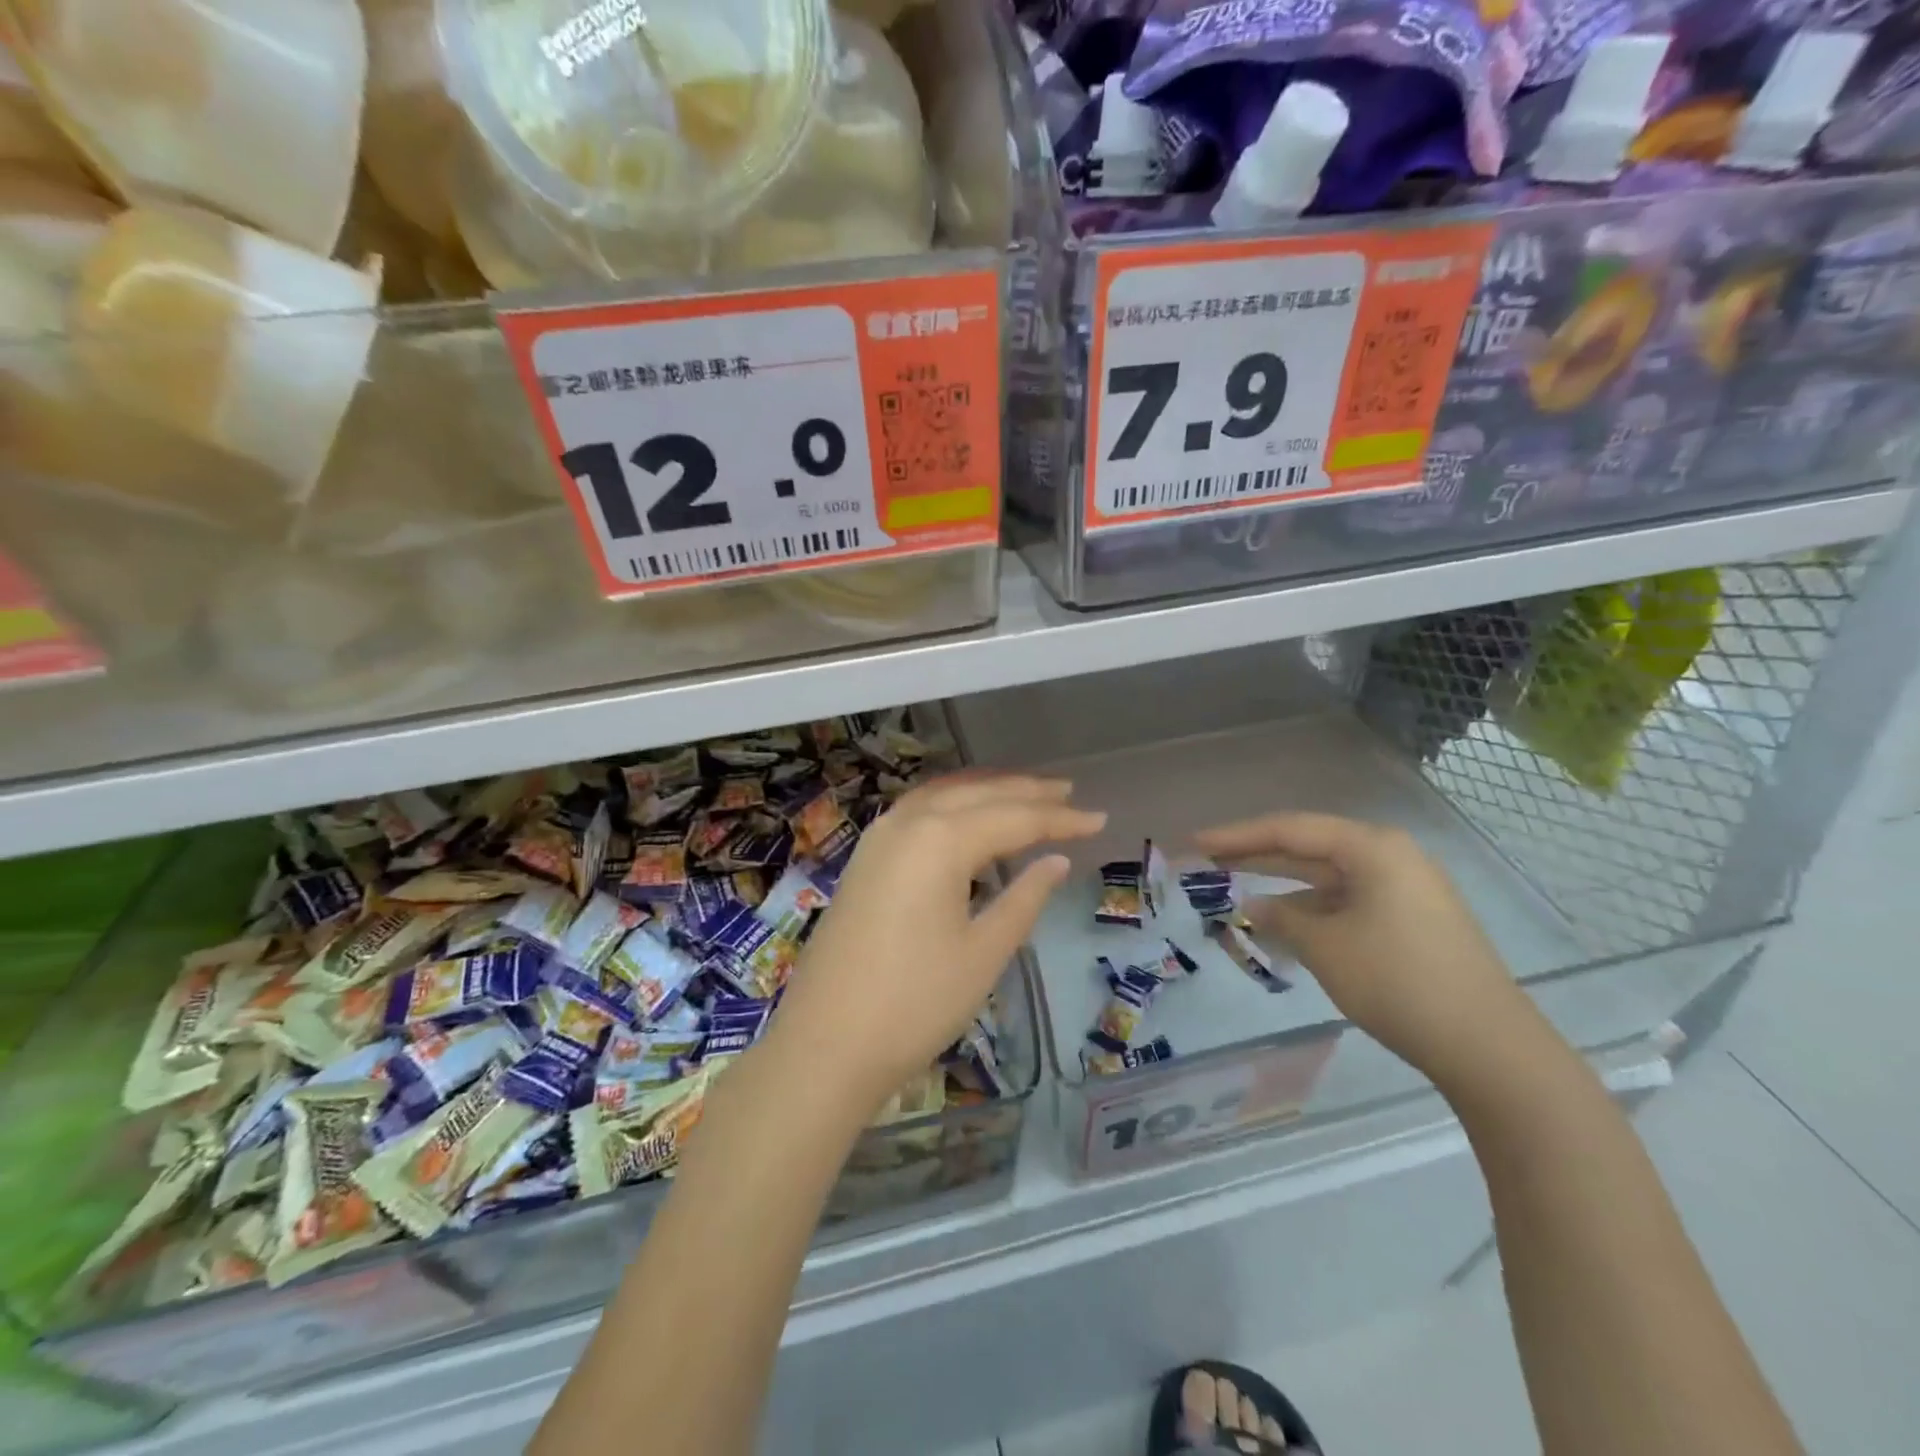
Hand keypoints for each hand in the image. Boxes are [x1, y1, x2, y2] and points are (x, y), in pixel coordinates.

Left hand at [768, 774, 1105, 1121]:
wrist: (825, 1044)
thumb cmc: (915, 1003)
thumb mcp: (983, 952)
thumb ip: (1023, 898)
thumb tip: (1055, 862)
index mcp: (940, 840)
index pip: (1014, 818)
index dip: (1059, 820)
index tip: (1099, 819)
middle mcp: (908, 823)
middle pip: (977, 795)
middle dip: (1025, 792)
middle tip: (1068, 794)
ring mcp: (879, 838)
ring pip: (943, 796)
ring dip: (986, 791)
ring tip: (1026, 793)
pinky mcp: (865, 859)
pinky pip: (917, 812)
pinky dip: (951, 804)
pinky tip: (966, 816)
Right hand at [1194, 813, 1533, 1086]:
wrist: (1489, 1047)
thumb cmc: (1398, 981)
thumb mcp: (1325, 946)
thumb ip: (1280, 917)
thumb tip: (1252, 905)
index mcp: (1373, 848)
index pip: (1289, 830)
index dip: (1236, 836)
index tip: (1194, 842)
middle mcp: (1391, 856)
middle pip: (1308, 846)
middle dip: (1256, 855)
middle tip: (1206, 860)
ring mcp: (1406, 889)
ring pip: (1328, 876)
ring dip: (1283, 884)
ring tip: (1235, 889)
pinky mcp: (1412, 919)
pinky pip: (1348, 900)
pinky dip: (1313, 908)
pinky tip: (1283, 923)